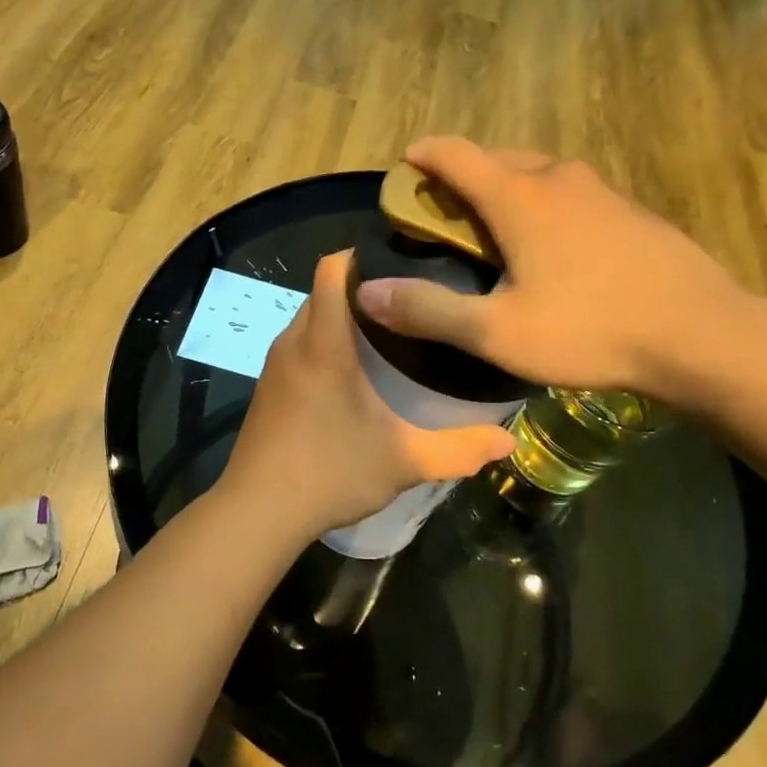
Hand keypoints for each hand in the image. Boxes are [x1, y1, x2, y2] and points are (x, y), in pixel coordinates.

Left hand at [215, 251, 515, 542]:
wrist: (258, 512)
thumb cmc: (330, 473)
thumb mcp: (403, 462)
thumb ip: (458, 449)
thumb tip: (508, 442)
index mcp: (323, 343)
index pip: (332, 270)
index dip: (362, 254)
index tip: (401, 260)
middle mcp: (294, 342)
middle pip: (323, 290)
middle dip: (361, 286)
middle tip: (409, 300)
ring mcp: (275, 365)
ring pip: (309, 317)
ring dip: (342, 316)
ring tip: (388, 331)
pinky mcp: (268, 387)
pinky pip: (299, 343)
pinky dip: (324, 340)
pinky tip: (353, 371)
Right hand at [353, 137, 752, 402]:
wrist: (702, 334)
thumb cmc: (590, 330)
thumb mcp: (497, 333)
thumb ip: (429, 311)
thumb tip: (367, 293)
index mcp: (519, 198)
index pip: (456, 154)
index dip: (425, 154)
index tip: (405, 163)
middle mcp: (558, 179)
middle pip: (498, 157)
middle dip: (465, 174)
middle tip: (446, 211)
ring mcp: (601, 191)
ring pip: (539, 174)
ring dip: (508, 188)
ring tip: (496, 228)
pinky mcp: (631, 211)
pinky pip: (572, 194)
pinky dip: (546, 204)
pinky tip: (555, 247)